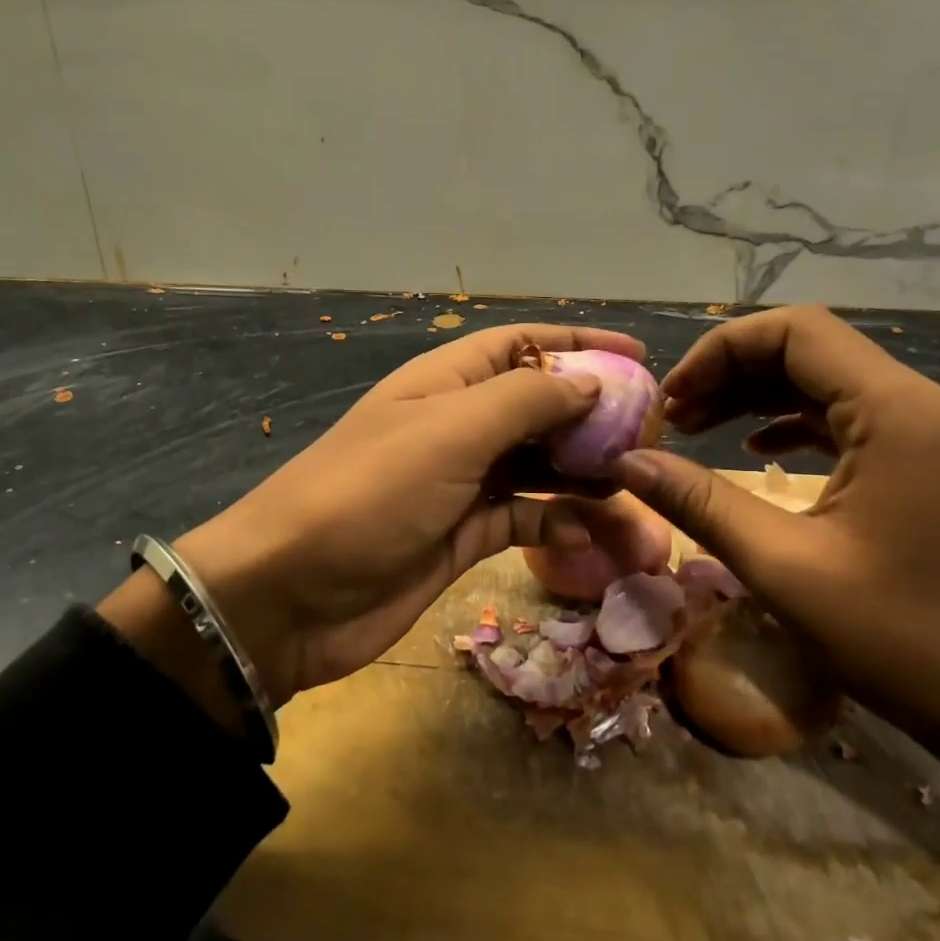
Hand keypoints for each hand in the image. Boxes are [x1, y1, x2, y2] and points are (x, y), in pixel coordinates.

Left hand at [102, 324, 642, 711]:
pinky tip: (591, 533)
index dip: (577, 345)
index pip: (521, 346)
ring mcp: (458, 484)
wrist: (289, 596)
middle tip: (649, 435)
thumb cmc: (367, 496)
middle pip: (536, 407)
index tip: (639, 356)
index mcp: (444, 384)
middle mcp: (454, 427)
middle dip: (591, 416)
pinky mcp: (460, 536)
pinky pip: (523, 518)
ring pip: (537, 467)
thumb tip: (589, 383)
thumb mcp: (448, 433)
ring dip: (583, 475)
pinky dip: (557, 522)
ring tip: (635, 487)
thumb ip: (524, 402)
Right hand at [613, 305, 939, 757]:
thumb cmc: (902, 638)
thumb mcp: (782, 566)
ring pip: (824, 384)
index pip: (793, 331)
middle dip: (729, 374)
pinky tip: (753, 455)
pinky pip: (845, 420)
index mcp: (893, 410)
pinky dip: (789, 425)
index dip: (718, 352)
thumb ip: (699, 502)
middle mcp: (916, 404)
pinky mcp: (924, 466)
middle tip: (672, 420)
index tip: (670, 401)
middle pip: (807, 350)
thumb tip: (626, 461)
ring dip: (754, 398)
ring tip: (696, 431)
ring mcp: (926, 435)